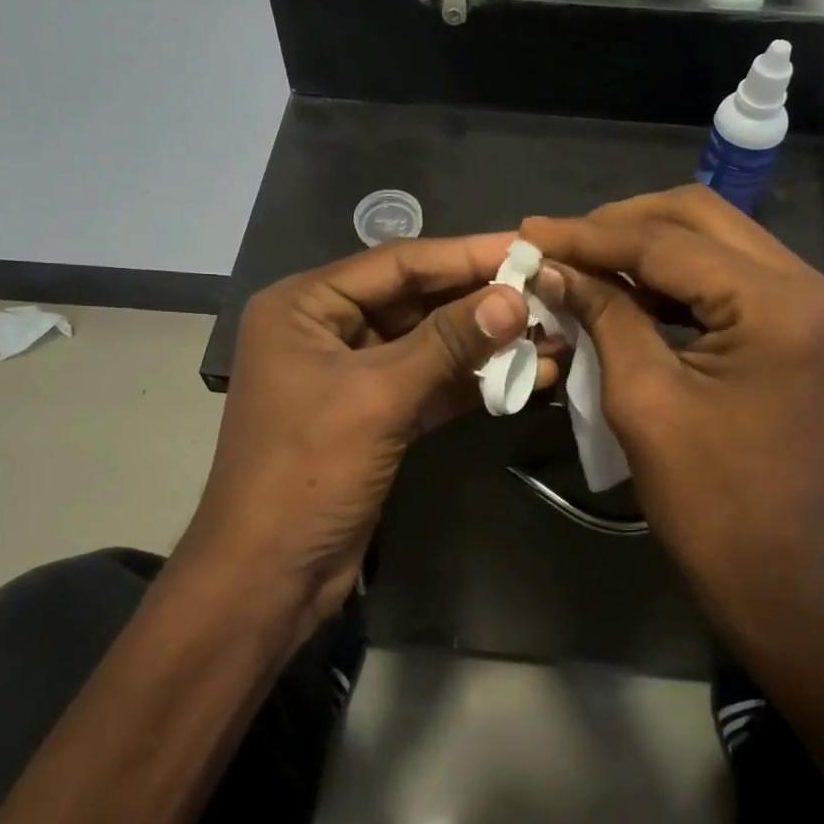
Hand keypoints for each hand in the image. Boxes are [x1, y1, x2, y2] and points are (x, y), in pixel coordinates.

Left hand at [180, 235, 554, 641]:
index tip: (528, 246)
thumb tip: (514, 296)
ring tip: (553, 334)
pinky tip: (529, 376)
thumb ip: (448, 342)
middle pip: (417, 300)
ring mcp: (353, 375)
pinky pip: (431, 385)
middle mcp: (326, 329)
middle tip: (549, 292)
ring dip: (487, 344)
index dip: (466, 254)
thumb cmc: (307, 472)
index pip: (398, 263)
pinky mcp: (376, 416)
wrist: (270, 577)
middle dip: (482, 301)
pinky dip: (474, 383)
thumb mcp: (378, 396)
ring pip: (429, 345)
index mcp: (304, 305)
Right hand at [522, 187, 823, 660]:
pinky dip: (672, 276)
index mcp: (777, 305)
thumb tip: (553, 267)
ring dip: (645, 245)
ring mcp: (810, 302)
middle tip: (560, 243)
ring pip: (714, 239)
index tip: (531, 231)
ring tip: (582, 261)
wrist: (773, 567)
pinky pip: (726, 275)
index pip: (668, 242)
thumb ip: (603, 315)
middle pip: (700, 218)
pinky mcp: (798, 324)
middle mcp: (808, 284)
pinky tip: (625, 288)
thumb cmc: (705, 497)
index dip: (591, 235)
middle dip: (621, 224)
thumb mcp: (642, 398)